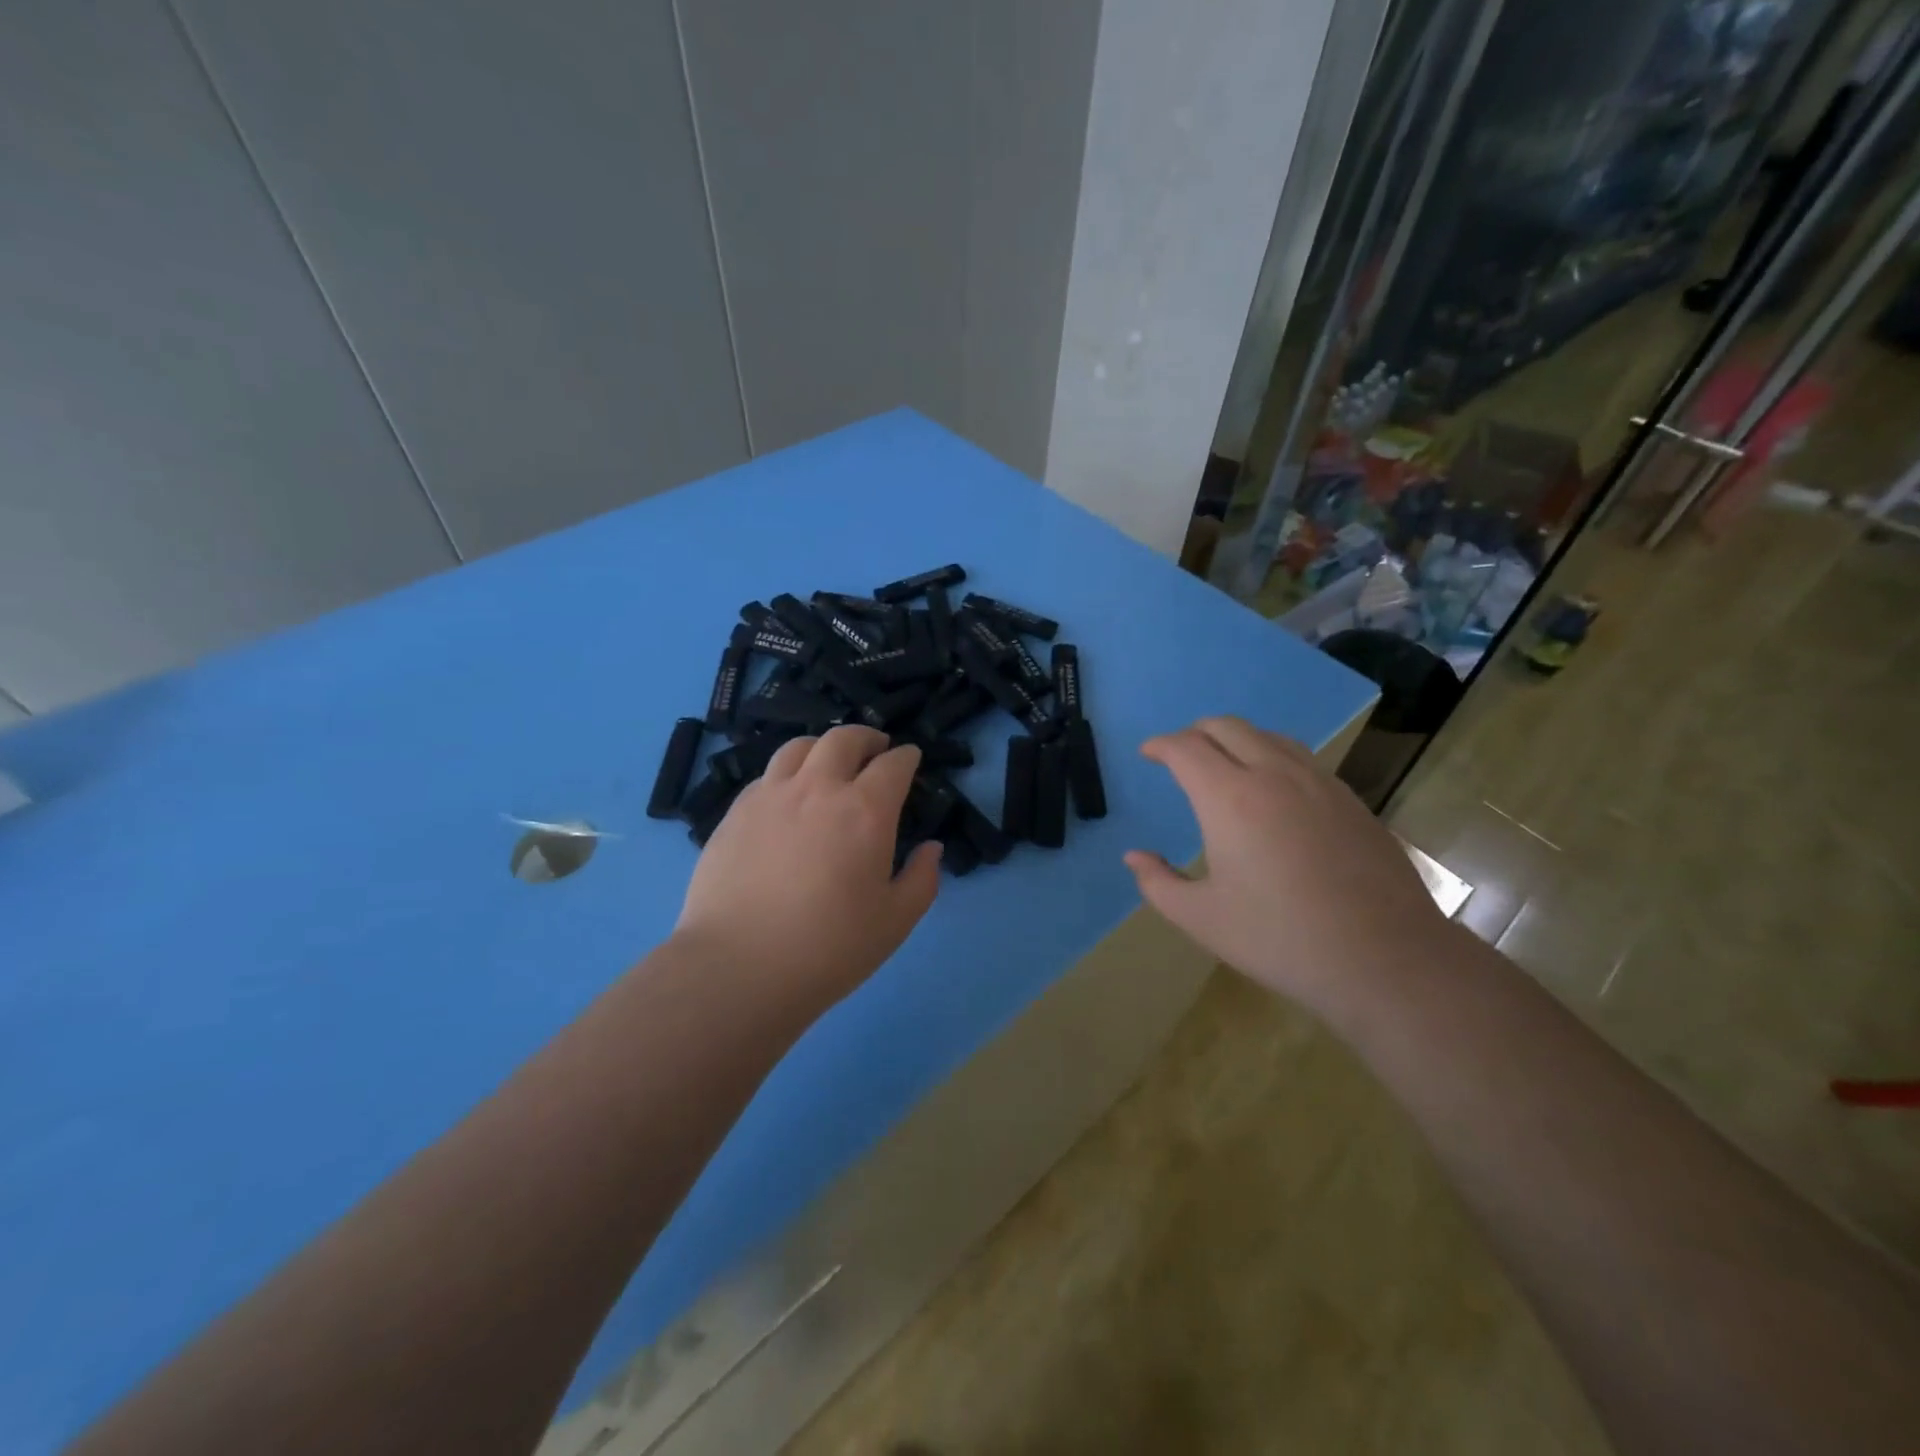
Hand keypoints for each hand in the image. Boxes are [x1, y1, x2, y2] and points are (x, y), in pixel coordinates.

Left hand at [672, 726, 940, 1014]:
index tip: (911, 759)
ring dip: (823, 747)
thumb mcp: (895, 921)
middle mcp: (818, 788)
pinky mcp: (735, 812)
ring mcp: (771, 795)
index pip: (894, 764)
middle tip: (875, 749)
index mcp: (865, 810)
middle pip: (844, 739)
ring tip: (829, 762)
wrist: (739, 967)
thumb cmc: (829, 948)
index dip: (907, 757)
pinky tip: (788, 796)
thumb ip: (922, 879)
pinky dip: (787, 774)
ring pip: (799, 747)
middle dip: (866, 738)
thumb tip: (931, 848)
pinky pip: (767, 775)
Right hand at [1124, 716, 1450, 1020]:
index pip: (1186, 748)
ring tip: (1224, 765)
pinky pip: (1301, 757)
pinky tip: (1274, 790)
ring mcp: (1319, 783)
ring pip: (1268, 735)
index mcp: (1230, 799)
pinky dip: (1272, 755)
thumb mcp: (1202, 919)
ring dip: (1236, 739)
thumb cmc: (1280, 939)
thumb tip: (1135, 857)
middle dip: (1195, 732)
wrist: (1385, 959)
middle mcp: (1273, 775)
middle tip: (1180, 755)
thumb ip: (1158, 883)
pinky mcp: (1350, 799)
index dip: (1160, 745)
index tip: (1148, 753)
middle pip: (1226, 727)